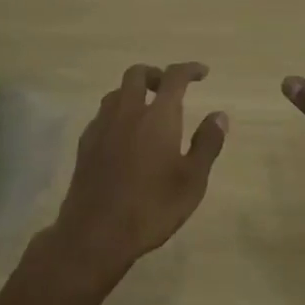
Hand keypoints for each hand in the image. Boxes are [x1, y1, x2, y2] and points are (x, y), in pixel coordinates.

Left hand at [46, 62, 227, 287]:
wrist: (94, 234)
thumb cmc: (151, 208)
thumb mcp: (192, 181)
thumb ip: (207, 144)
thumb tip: (219, 115)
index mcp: (158, 116)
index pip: (174, 77)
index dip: (189, 69)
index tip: (202, 73)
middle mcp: (128, 112)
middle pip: (137, 74)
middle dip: (156, 74)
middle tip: (169, 88)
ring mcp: (102, 126)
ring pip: (116, 92)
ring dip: (133, 92)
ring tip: (146, 110)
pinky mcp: (85, 144)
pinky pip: (102, 114)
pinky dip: (117, 113)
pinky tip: (122, 136)